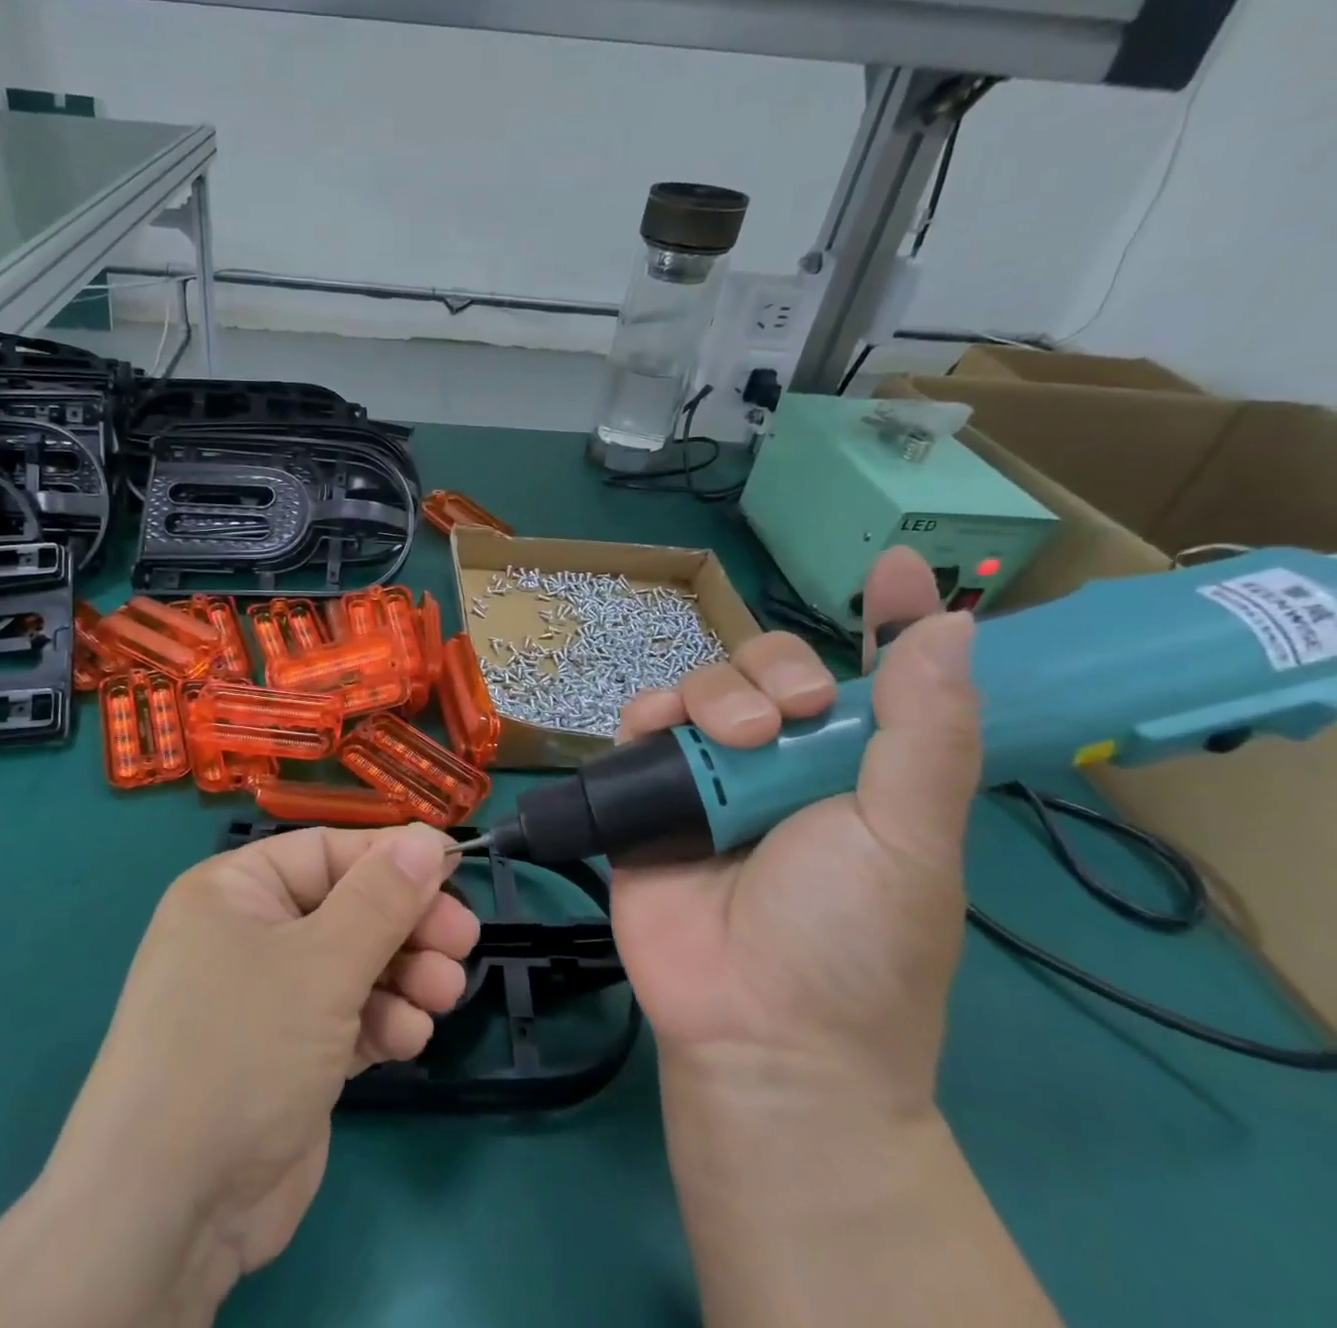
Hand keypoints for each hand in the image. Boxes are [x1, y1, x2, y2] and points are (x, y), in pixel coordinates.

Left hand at [0, 824, 478, 1327]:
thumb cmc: (241, 1049)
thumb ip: (382, 899)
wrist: (169, 1212)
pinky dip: (381, 1021)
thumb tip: (429, 838)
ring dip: (404, 975)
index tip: (455, 871)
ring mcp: (268, 998)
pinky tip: (409, 1038)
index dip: (393, 859)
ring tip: (444, 993)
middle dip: (407, 925)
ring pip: (354, 964)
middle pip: (348, 908)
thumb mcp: (320, 963)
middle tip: (462, 941)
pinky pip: (347, 1017)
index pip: (328, 852)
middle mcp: (249, 933)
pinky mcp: (288, 1055)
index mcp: (237, 890)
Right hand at [611, 547, 980, 1114]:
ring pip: (704, 688)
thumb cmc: (853, 938)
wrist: (755, 1027)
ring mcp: (711, 776)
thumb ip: (926, 733)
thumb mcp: (910, 837)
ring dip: (715, 695)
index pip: (880, 679)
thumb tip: (953, 629)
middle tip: (791, 718)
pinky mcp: (648, 793)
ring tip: (730, 742)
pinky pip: (641, 726)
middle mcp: (784, 762)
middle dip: (775, 671)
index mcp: (859, 769)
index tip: (900, 568)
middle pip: (771, 670)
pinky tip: (657, 729)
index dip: (892, 620)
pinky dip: (648, 715)